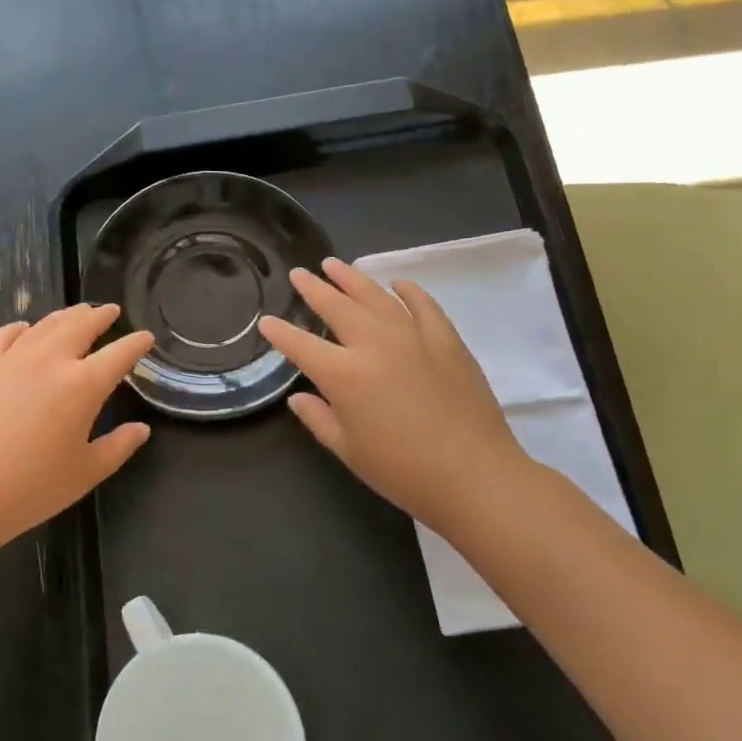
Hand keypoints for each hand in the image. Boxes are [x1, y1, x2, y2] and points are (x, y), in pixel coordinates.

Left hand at [0, 304, 154, 549]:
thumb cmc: (31, 487)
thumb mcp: (86, 473)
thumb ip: (119, 447)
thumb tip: (141, 430)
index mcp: (83, 385)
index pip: (119, 354)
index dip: (136, 343)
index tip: (146, 337)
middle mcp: (50, 360)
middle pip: (81, 326)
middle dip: (100, 316)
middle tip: (110, 310)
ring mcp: (12, 358)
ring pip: (45, 325)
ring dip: (66, 316)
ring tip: (76, 312)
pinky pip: (5, 335)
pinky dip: (21, 328)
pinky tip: (24, 329)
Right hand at [260, 258, 533, 536]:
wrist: (474, 475)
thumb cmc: (403, 471)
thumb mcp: (349, 451)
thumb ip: (319, 418)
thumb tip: (299, 397)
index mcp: (344, 374)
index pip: (301, 345)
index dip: (280, 333)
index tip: (266, 321)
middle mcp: (374, 344)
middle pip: (337, 307)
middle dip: (314, 289)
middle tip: (299, 273)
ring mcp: (413, 337)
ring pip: (376, 297)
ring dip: (352, 278)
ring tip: (335, 264)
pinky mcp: (446, 340)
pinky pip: (423, 305)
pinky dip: (408, 291)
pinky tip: (397, 284)